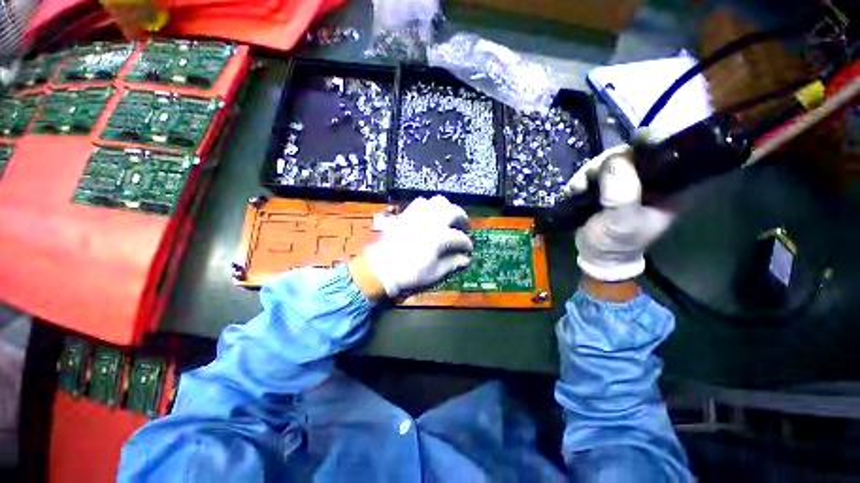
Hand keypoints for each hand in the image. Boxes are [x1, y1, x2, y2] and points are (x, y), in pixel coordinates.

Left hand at [363, 196, 472, 297]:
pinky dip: (429, 205)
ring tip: (447, 217)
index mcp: (440, 237)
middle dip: (461, 217)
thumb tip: (466, 260)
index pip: (460, 237)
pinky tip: (429, 215)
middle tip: (462, 225)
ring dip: (446, 207)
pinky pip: (420, 202)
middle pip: (453, 211)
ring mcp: (418, 215)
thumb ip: (452, 263)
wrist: (381, 269)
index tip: (468, 249)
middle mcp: (431, 222)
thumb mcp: (434, 272)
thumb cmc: (410, 273)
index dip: (467, 244)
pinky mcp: (407, 214)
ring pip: (438, 201)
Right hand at [570, 144, 672, 281]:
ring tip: (578, 188)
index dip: (650, 144)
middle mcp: (650, 180)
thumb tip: (615, 159)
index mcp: (669, 188)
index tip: (630, 145)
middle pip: (632, 153)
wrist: (596, 255)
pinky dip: (582, 178)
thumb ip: (622, 193)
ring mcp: (627, 182)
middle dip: (608, 163)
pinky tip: (575, 189)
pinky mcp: (607, 186)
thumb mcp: (622, 222)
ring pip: (610, 161)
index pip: (667, 154)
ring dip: (590, 172)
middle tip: (591, 177)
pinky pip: (595, 171)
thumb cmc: (616, 242)